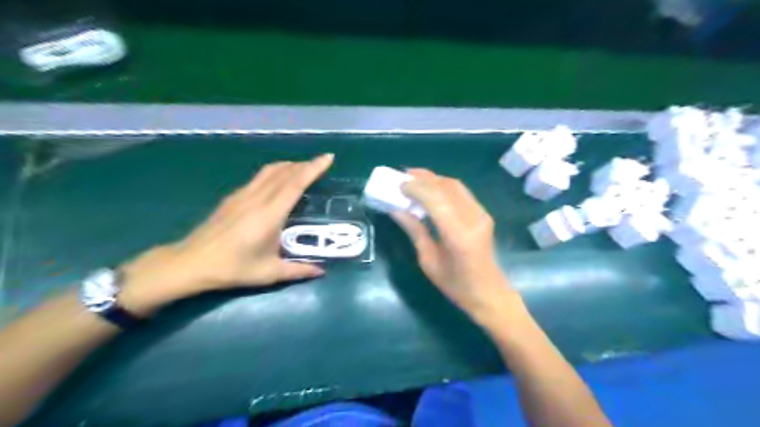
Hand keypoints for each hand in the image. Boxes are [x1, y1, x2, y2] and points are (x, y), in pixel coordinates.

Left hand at [119, 154, 333, 314]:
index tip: (328, 157)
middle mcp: (257, 198)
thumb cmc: (232, 268)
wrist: (190, 263)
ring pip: (270, 171)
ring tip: (303, 168)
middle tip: (321, 164)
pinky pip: (259, 177)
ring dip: (289, 165)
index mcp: (269, 214)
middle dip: (305, 164)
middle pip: (284, 172)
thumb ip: (298, 270)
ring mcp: (242, 195)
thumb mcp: (269, 273)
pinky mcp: (233, 197)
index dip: (313, 168)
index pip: (295, 184)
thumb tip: (321, 271)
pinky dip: (275, 172)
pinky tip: (277, 181)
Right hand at [392, 168, 522, 325]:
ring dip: (434, 179)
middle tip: (403, 176)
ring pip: (455, 186)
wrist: (489, 292)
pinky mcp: (483, 214)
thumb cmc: (455, 285)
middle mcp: (473, 219)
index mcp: (458, 236)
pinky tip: (430, 190)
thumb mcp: (428, 261)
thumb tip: (396, 209)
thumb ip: (415, 231)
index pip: (436, 200)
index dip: (417, 188)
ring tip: (414, 178)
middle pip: (447, 187)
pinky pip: (461, 192)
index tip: (399, 184)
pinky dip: (443, 186)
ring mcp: (481, 214)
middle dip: (424, 178)